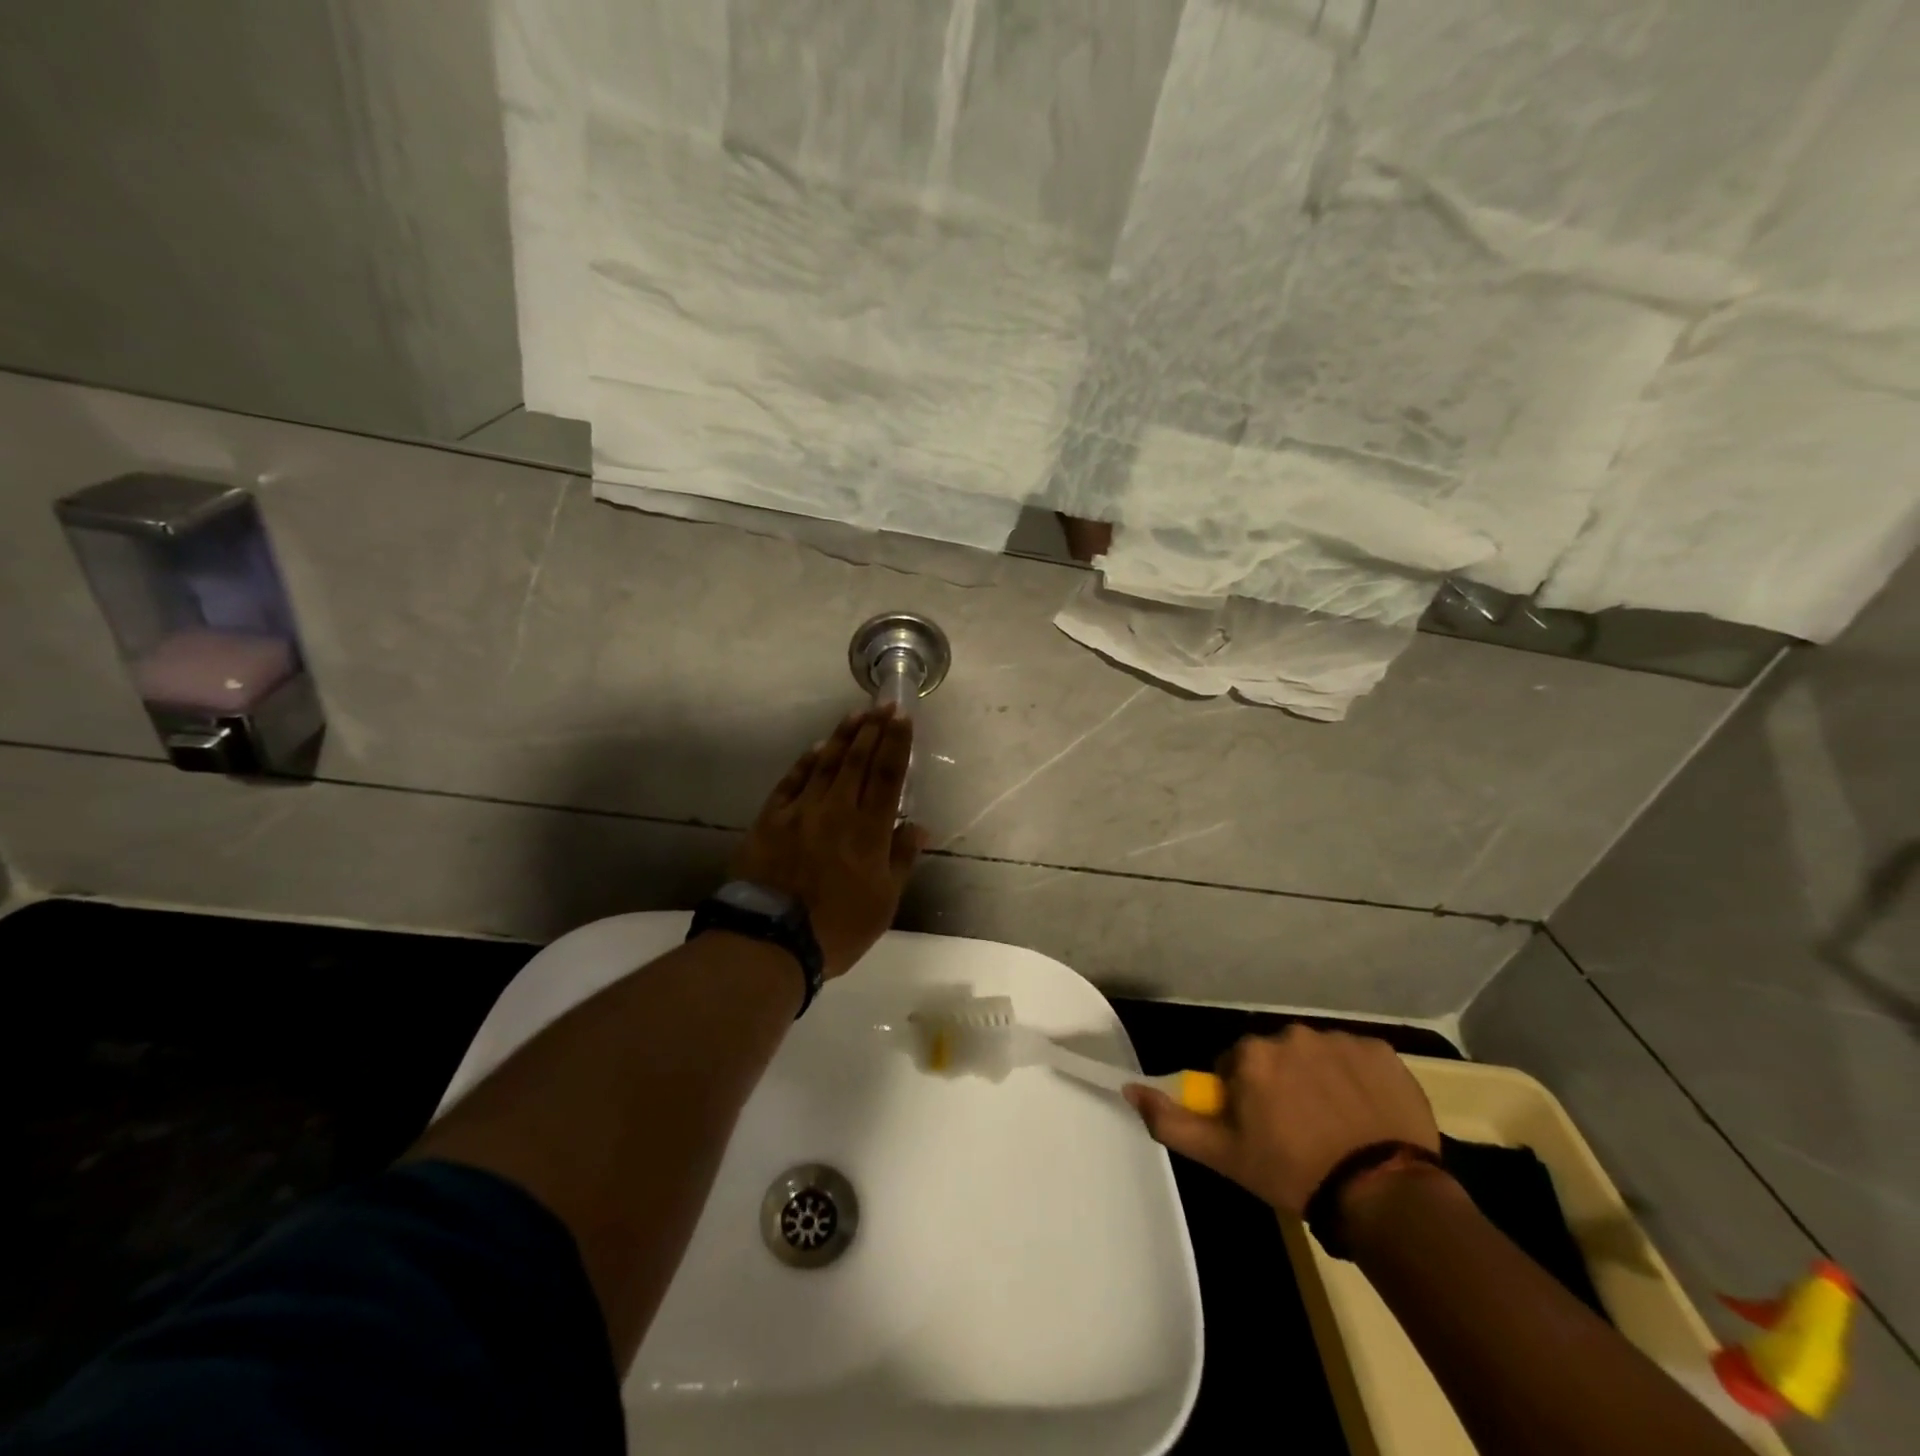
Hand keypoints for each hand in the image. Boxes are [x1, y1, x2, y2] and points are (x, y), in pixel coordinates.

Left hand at [730, 705, 928, 979]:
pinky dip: (806, 762)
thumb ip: (901, 859)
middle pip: (858, 761)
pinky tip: (817, 748)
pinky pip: (792, 782)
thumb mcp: (884, 902)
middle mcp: (837, 811)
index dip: (897, 743)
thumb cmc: (838, 927)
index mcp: (869, 831)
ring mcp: (800, 812)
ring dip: (842, 737)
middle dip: (873, 729)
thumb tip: (918, 825)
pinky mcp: (770, 820)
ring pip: (826, 764)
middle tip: (883, 704)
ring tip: (856, 714)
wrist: (772, 940)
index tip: (903, 717)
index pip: (887, 776)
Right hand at [1125, 1025, 1439, 1217]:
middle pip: (1276, 1056)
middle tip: (1297, 1130)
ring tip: (1336, 1125)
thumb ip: (1170, 1120)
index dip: (1244, 1098)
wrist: (1385, 1193)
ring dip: (1319, 1080)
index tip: (1261, 1129)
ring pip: (1317, 1056)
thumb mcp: (1224, 1156)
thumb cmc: (1294, 1172)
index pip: (1235, 1067)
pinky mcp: (1382, 1051)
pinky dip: (1358, 1080)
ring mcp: (1340, 1040)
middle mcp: (1291, 1034)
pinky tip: (1366, 1115)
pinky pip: (1359, 1059)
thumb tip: (1129, 1088)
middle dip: (1281, 1084)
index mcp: (1251, 1055)